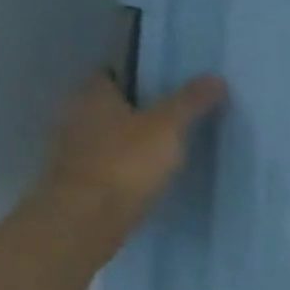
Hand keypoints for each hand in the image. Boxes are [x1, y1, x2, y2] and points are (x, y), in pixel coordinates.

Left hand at [32, 71, 226, 248]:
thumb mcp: (168, 127)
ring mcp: (73, 149)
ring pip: (107, 134)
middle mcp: (75, 115)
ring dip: (130, 138)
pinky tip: (148, 173)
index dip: (137, 74)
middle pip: (109, 104)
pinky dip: (125, 164)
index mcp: (92, 94)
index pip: (111, 72)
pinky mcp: (79, 179)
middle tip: (173, 114)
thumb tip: (216, 78)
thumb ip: (190, 103)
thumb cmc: (125, 162)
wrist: (86, 217)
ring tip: (166, 145)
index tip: (166, 83)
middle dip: (136, 108)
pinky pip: (107, 162)